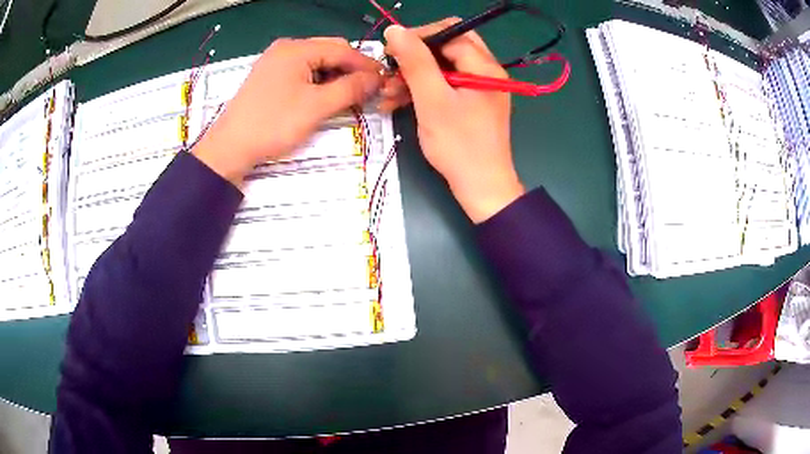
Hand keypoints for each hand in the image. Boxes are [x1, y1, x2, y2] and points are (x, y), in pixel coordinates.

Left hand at [193, 38, 382, 186]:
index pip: (342, 49)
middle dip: (350, 69)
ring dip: (335, 76)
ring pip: (316, 62)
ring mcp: (275, 61)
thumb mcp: (316, 107)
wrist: (230, 148)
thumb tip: (376, 78)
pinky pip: (302, 71)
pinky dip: (318, 81)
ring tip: (347, 96)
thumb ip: (350, 89)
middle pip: (329, 51)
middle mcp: (286, 49)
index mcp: (296, 49)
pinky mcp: (270, 76)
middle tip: (367, 90)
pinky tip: (324, 96)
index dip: (366, 65)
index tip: (385, 80)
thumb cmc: (272, 125)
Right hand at [382, 20, 523, 222]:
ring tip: (387, 91)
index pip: (450, 33)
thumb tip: (395, 30)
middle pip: (447, 47)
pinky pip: (445, 85)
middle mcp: (486, 72)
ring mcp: (479, 88)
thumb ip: (415, 62)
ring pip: (443, 67)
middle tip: (392, 67)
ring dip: (414, 75)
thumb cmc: (458, 145)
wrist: (481, 187)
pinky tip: (397, 101)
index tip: (391, 51)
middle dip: (416, 55)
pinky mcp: (471, 103)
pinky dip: (423, 90)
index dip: (419, 37)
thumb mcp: (432, 100)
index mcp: (484, 67)